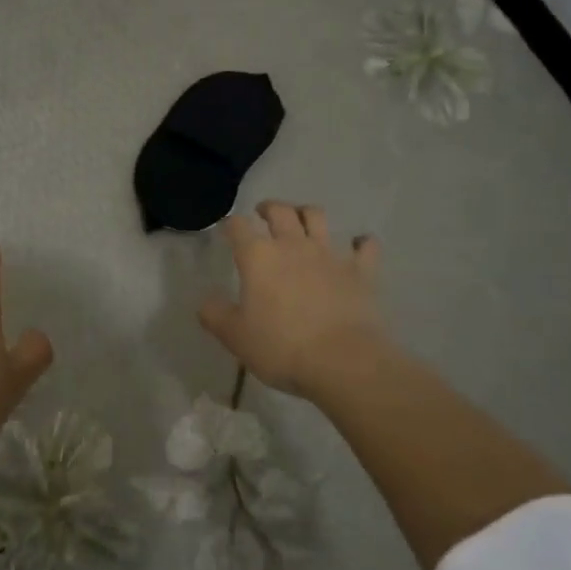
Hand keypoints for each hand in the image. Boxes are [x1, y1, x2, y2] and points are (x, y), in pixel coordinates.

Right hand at [198, 201, 386, 393]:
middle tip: (263, 213)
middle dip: (269, 208)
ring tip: (303, 219)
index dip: (230, 225)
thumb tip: (206, 302)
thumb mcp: (235, 337)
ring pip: (317, 217)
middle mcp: (292, 245)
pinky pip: (365, 247)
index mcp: (258, 256)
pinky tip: (359, 245)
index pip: (238, 227)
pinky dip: (361, 243)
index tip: (227, 230)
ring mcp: (329, 255)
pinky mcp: (360, 271)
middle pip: (280, 211)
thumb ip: (215, 315)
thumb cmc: (281, 347)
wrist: (343, 361)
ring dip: (307, 213)